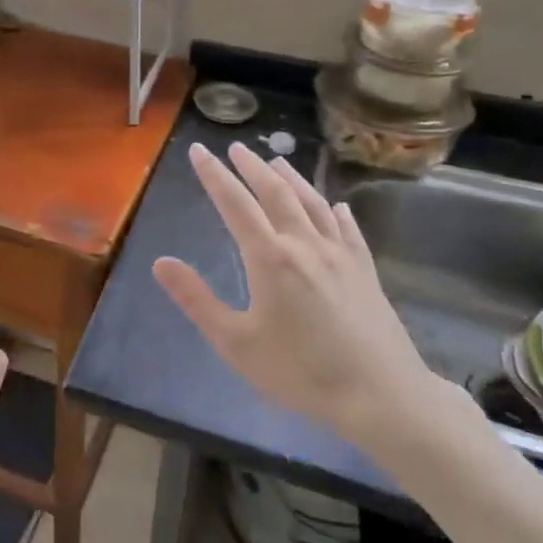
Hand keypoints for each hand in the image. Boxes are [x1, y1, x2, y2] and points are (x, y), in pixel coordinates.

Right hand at [153, 142, 445, 446]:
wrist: (381, 395)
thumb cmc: (301, 371)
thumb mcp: (236, 343)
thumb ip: (197, 300)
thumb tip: (161, 262)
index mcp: (270, 258)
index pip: (235, 204)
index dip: (214, 175)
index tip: (199, 150)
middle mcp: (305, 244)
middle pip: (276, 193)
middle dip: (252, 167)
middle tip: (236, 148)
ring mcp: (340, 255)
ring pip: (313, 203)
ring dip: (292, 178)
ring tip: (277, 161)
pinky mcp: (365, 271)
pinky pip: (349, 229)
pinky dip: (337, 212)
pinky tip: (338, 206)